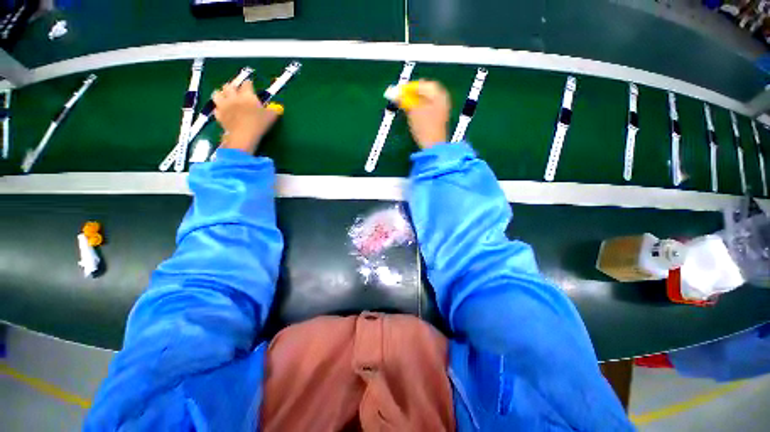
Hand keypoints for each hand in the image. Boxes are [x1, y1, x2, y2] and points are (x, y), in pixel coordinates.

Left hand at [213, 79, 279, 153]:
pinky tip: (223, 112)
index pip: (246, 84)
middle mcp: (233, 97)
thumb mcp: (271, 117)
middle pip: (229, 86)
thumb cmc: (259, 124)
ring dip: (221, 94)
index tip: (250, 85)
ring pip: (217, 93)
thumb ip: (273, 110)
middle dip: (232, 87)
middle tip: (236, 91)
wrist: (243, 135)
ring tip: (225, 98)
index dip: (249, 84)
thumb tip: (277, 108)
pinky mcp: (219, 115)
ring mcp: (224, 105)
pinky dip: (219, 109)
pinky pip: (216, 109)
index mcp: (247, 95)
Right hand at [404, 80, 450, 148]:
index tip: (398, 91)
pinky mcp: (439, 119)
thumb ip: (405, 100)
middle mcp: (442, 99)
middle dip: (413, 94)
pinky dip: (420, 108)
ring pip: (426, 100)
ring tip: (406, 107)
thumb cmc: (425, 127)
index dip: (409, 87)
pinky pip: (428, 108)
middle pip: (425, 91)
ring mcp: (442, 109)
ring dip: (415, 101)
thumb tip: (396, 93)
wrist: (434, 146)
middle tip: (401, 99)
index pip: (422, 84)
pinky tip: (413, 114)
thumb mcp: (413, 112)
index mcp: (439, 94)